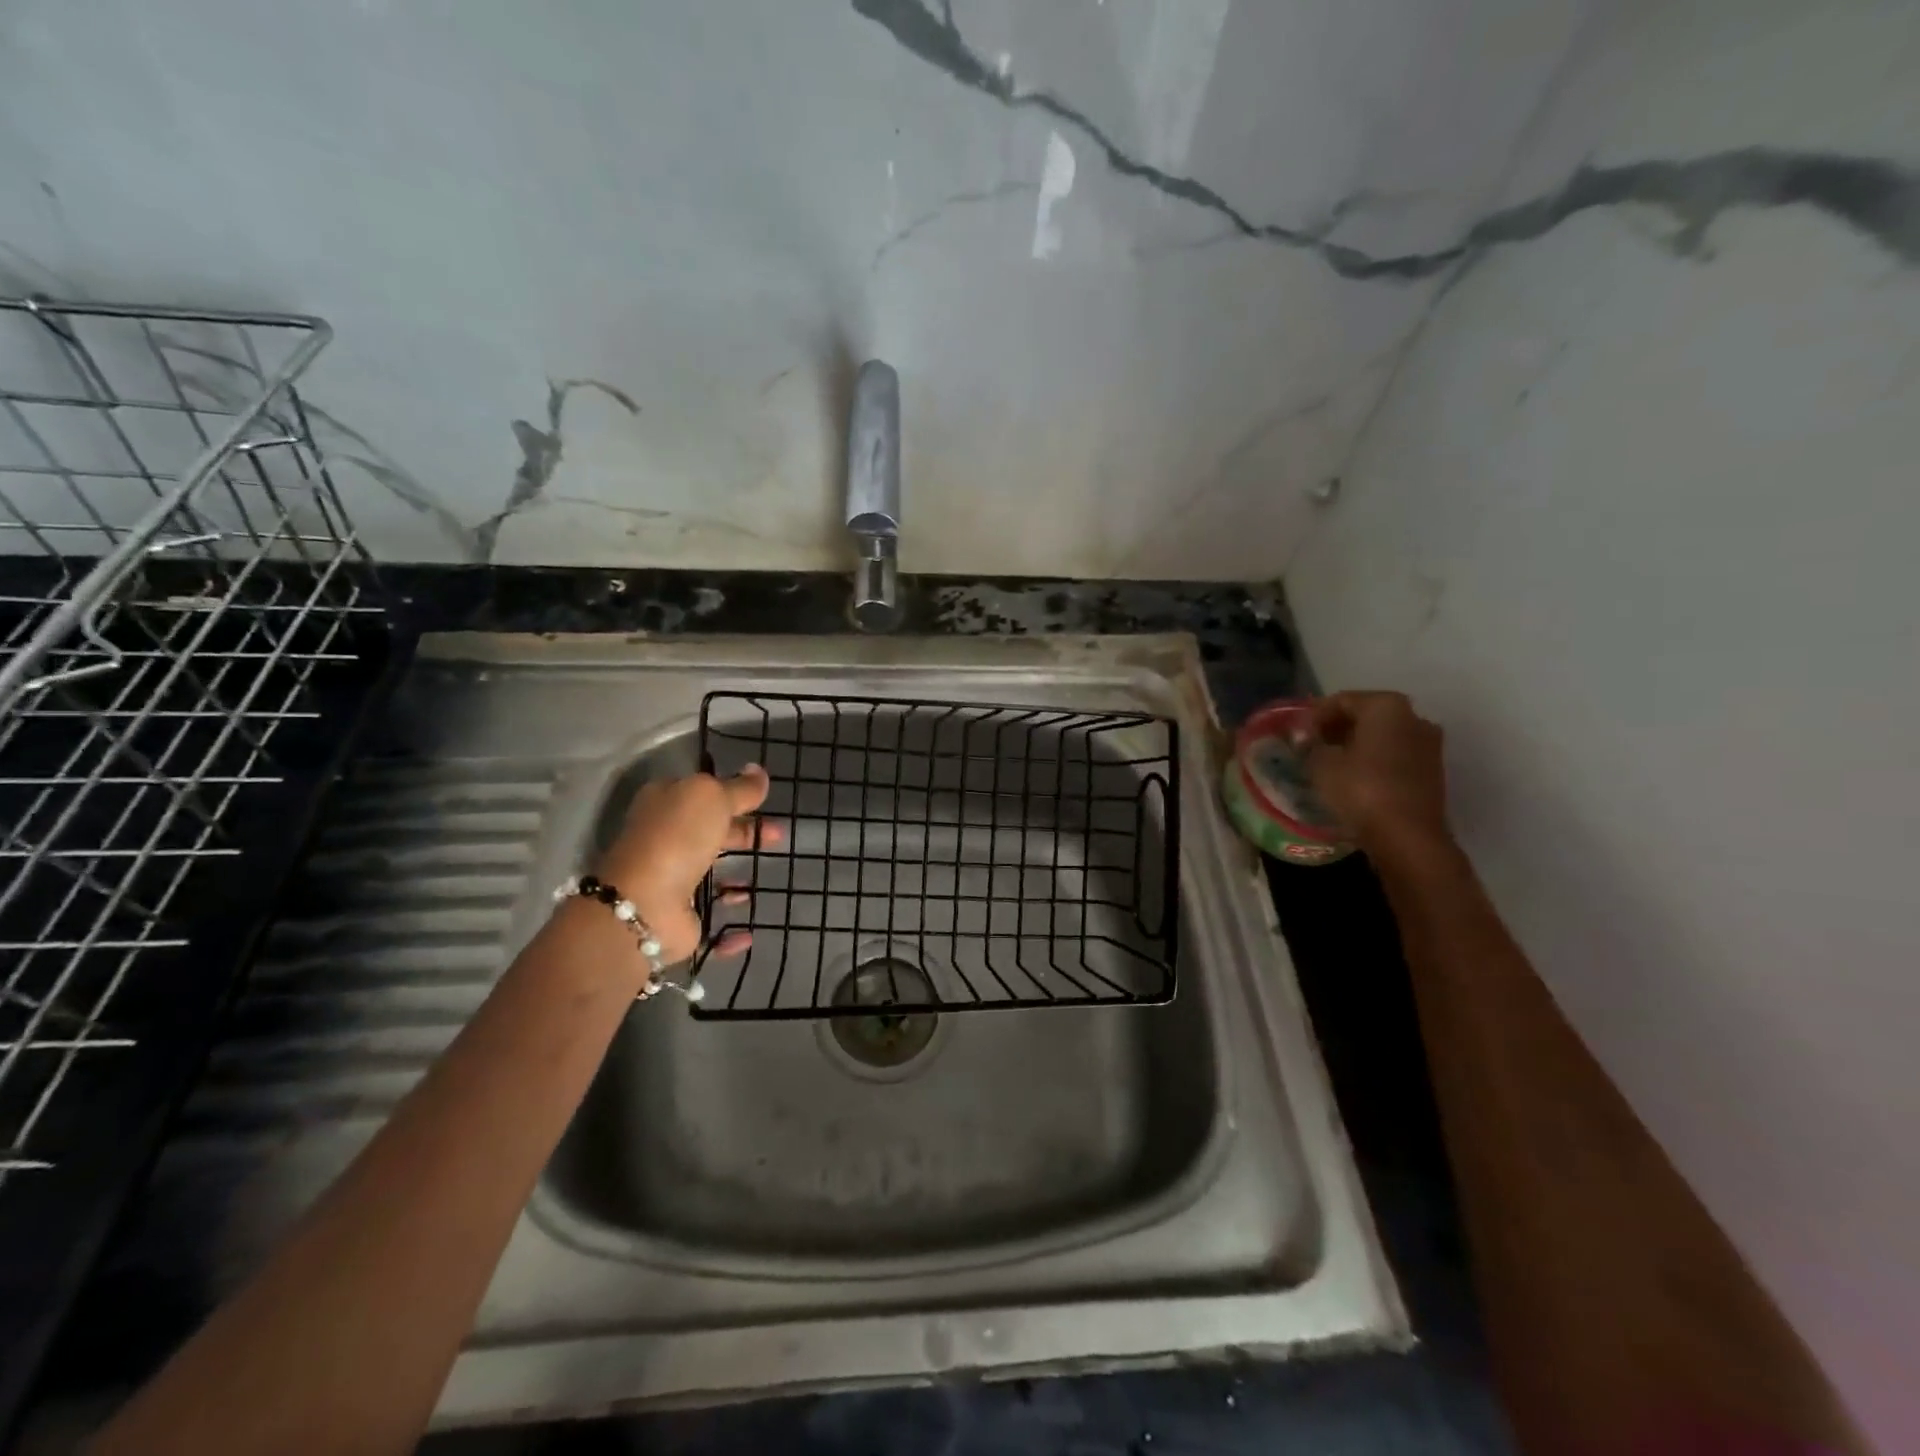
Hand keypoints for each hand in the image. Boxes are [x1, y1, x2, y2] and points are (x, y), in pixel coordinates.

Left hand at [591, 765, 773, 962]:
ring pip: (710, 874)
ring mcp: (671, 880)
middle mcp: (665, 839)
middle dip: (746, 833)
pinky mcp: (680, 917)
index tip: (766, 803)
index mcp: (666, 804)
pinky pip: (712, 920)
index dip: (735, 795)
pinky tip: (750, 928)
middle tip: (779, 837)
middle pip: (711, 832)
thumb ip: (740, 788)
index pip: (704, 794)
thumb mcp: (712, 797)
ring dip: (737, 876)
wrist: (646, 905)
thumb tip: (759, 771)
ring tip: (765, 876)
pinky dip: (731, 930)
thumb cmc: (678, 838)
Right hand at [1305, 691, 1452, 858]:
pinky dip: (1373, 760)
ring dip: (1355, 745)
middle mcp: (1414, 717)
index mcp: (1386, 706)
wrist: (1408, 838)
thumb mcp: (1321, 764)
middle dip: (1337, 728)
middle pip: (1366, 715)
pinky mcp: (1432, 771)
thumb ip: (1310, 745)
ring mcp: (1428, 744)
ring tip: (1329, 763)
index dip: (1314, 716)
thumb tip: (1305, 739)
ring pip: (1382, 736)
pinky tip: (1353, 778)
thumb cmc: (1361, 790)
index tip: (1297, 735)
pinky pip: (1394, 755)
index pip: (1342, 700)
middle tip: (1310, 747)